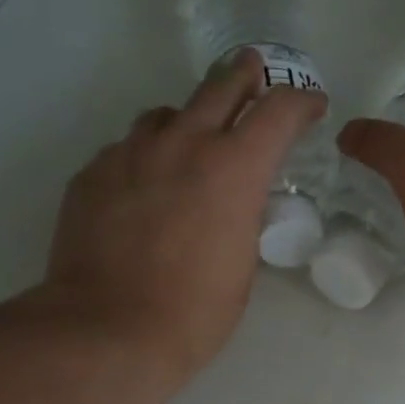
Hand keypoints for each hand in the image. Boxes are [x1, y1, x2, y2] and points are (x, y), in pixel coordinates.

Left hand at [4, 50, 325, 383]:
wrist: (108, 330)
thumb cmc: (194, 313)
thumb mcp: (242, 266)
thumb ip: (243, 219)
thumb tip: (234, 204)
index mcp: (234, 169)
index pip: (279, 112)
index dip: (302, 103)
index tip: (312, 107)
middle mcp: (183, 145)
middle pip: (221, 84)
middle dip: (246, 75)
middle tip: (255, 73)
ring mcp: (131, 154)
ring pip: (166, 114)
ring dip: (188, 120)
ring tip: (191, 143)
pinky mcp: (92, 173)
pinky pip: (126, 149)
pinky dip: (145, 158)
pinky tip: (143, 190)